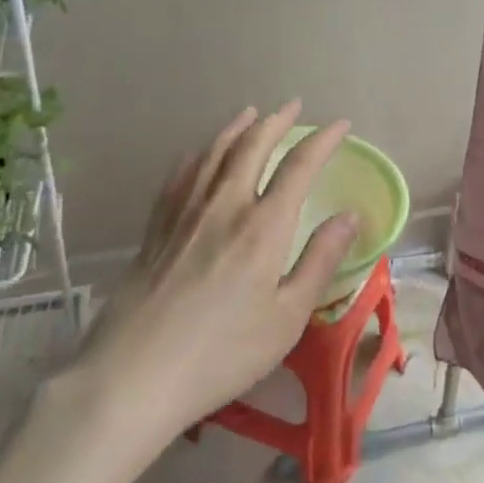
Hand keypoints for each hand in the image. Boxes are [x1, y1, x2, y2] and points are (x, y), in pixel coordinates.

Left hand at [61, 102, 356, 443]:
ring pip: (213, 154)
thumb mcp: (287, 317)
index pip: (299, 166)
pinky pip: (178, 177)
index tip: (341, 124)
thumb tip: (351, 215)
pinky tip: (197, 153)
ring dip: (236, 128)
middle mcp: (224, 206)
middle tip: (293, 105)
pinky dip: (195, 155)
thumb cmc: (222, 353)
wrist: (132, 377)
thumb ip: (320, 260)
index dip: (323, 140)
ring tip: (250, 113)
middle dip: (276, 121)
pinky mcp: (155, 230)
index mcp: (263, 226)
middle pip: (252, 147)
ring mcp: (184, 214)